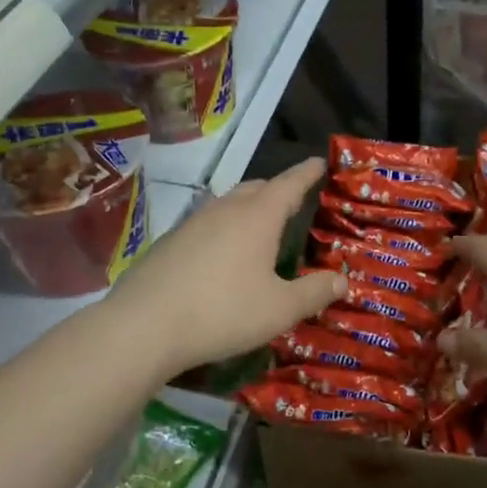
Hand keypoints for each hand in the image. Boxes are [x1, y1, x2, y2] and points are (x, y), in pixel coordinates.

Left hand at [105, 158, 346, 376]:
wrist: (144, 325)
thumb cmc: (223, 311)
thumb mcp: (280, 309)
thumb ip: (314, 292)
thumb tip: (342, 280)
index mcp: (258, 216)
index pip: (289, 184)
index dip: (307, 173)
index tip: (318, 162)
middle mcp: (225, 209)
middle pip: (256, 188)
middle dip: (277, 190)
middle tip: (292, 201)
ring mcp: (192, 223)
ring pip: (228, 204)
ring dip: (247, 209)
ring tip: (258, 227)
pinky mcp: (169, 242)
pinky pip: (206, 224)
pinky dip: (223, 230)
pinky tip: (220, 255)